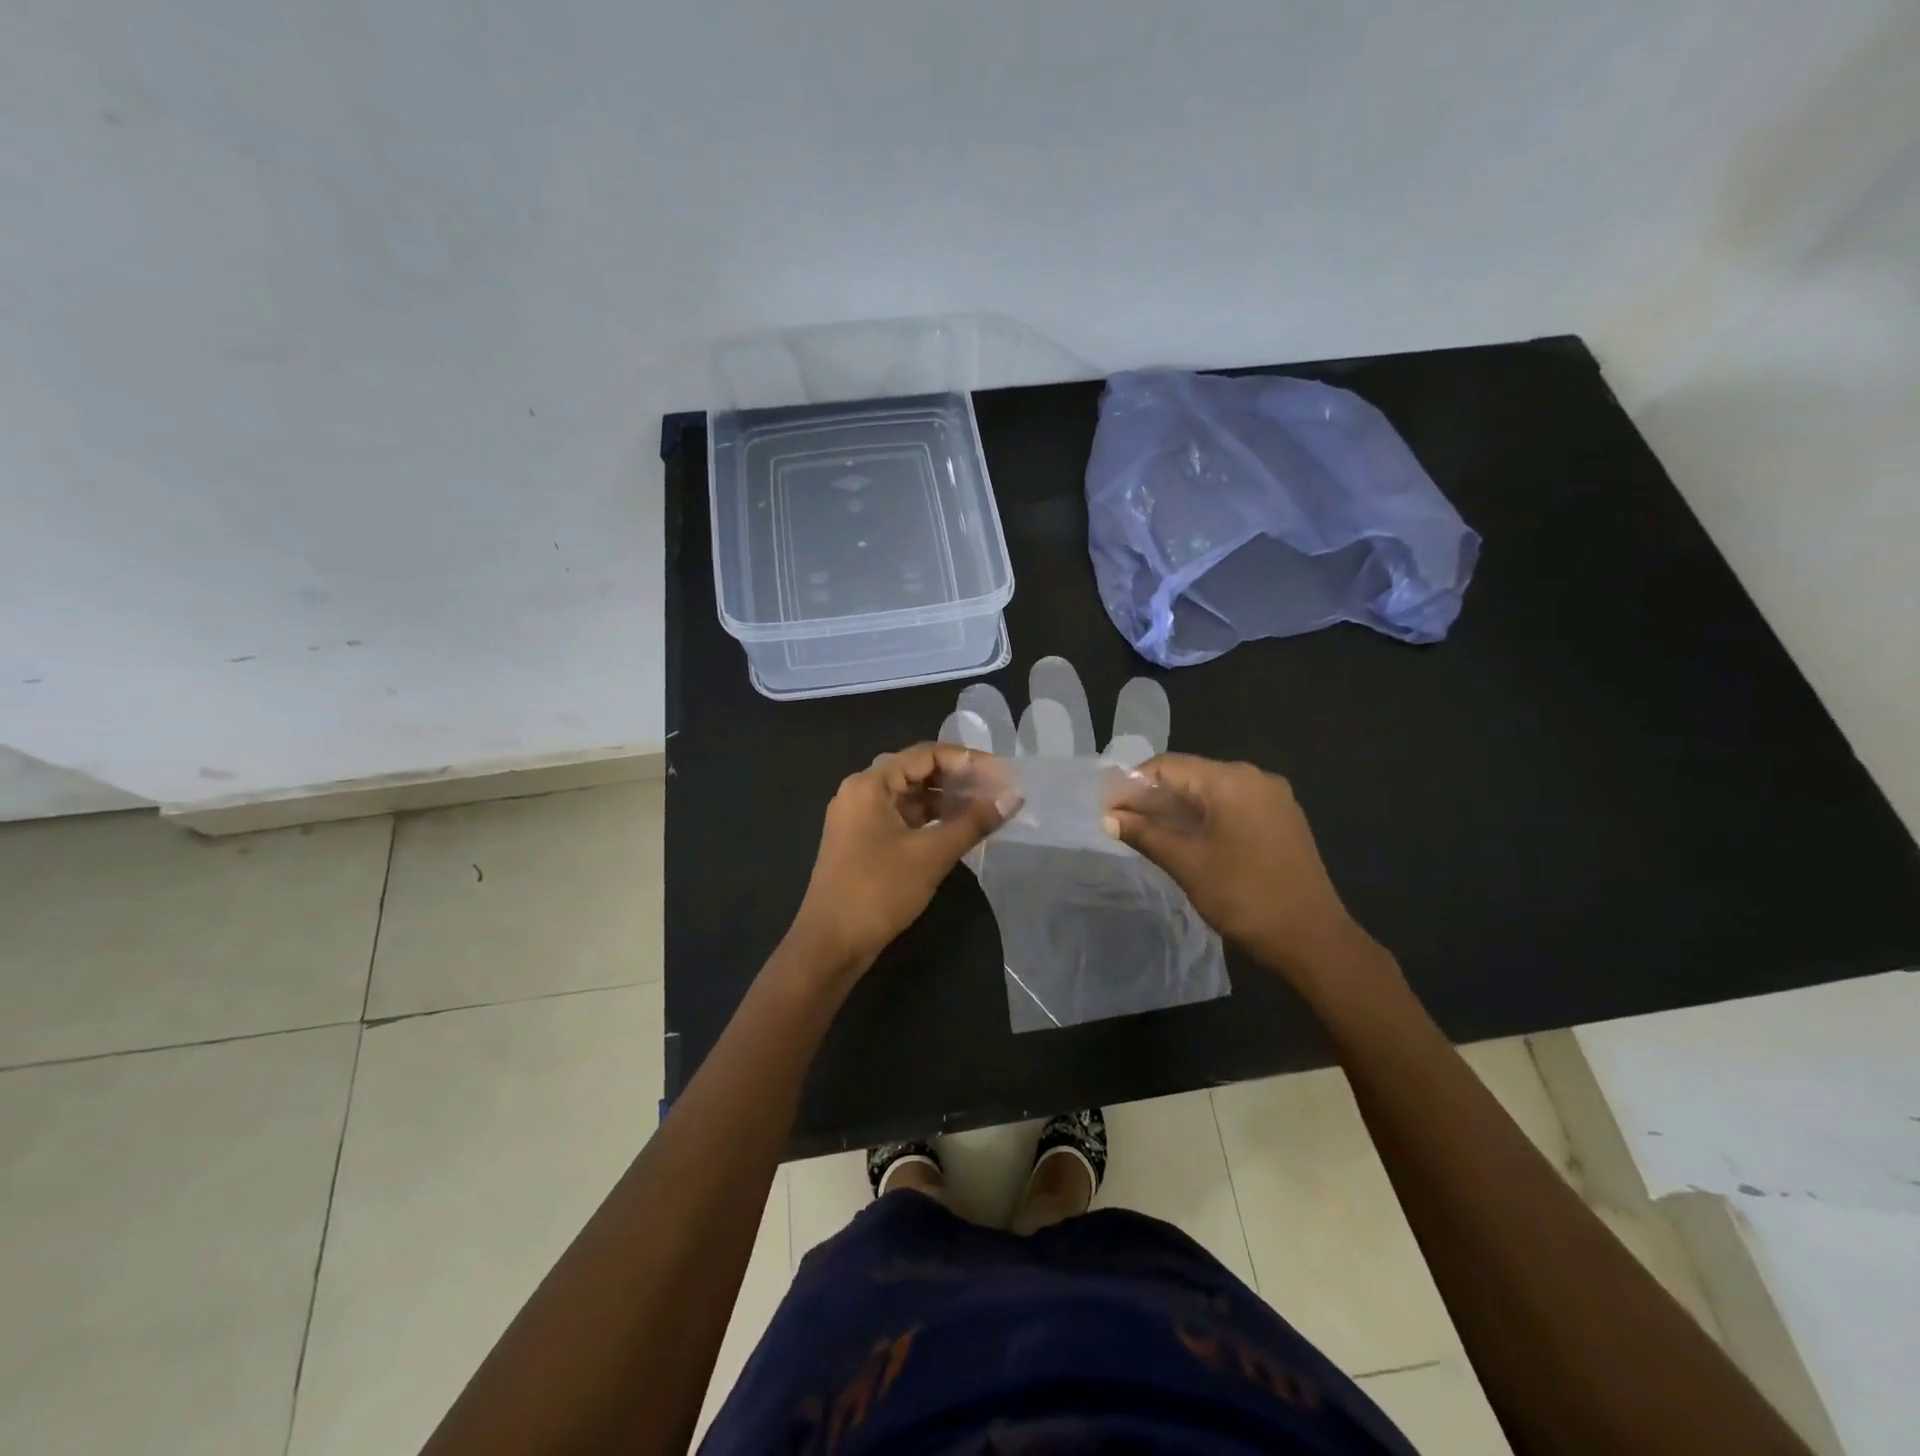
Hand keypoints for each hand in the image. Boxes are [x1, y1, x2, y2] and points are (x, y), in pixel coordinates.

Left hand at [789, 743, 1014, 978]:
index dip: (968, 760)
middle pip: (917, 771)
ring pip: (911, 796)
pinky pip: (903, 817)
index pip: (926, 754)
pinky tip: (960, 828)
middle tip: (999, 790)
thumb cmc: (878, 891)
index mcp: (870, 784)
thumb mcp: (931, 855)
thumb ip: (973, 822)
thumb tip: (1013, 798)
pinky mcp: (863, 841)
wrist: (830, 944)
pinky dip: (931, 819)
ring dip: (947, 800)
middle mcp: (861, 792)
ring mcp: (859, 817)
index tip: (1002, 774)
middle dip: (959, 779)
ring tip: (987, 808)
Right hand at [1105, 754, 1373, 989]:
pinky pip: (1233, 803)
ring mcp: (1273, 797)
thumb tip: (1109, 817)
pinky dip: (1205, 813)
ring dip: (1178, 804)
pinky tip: (1187, 835)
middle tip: (1122, 818)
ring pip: (1212, 789)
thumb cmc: (1245, 897)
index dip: (1132, 783)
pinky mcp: (1282, 817)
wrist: (1313, 939)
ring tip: (1147, 828)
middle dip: (1153, 793)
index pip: (1169, 765)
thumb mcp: (1187, 864)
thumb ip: (1145, 834)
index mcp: (1232, 781)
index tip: (1107, 806)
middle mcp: (1255, 777)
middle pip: (1191, 773)